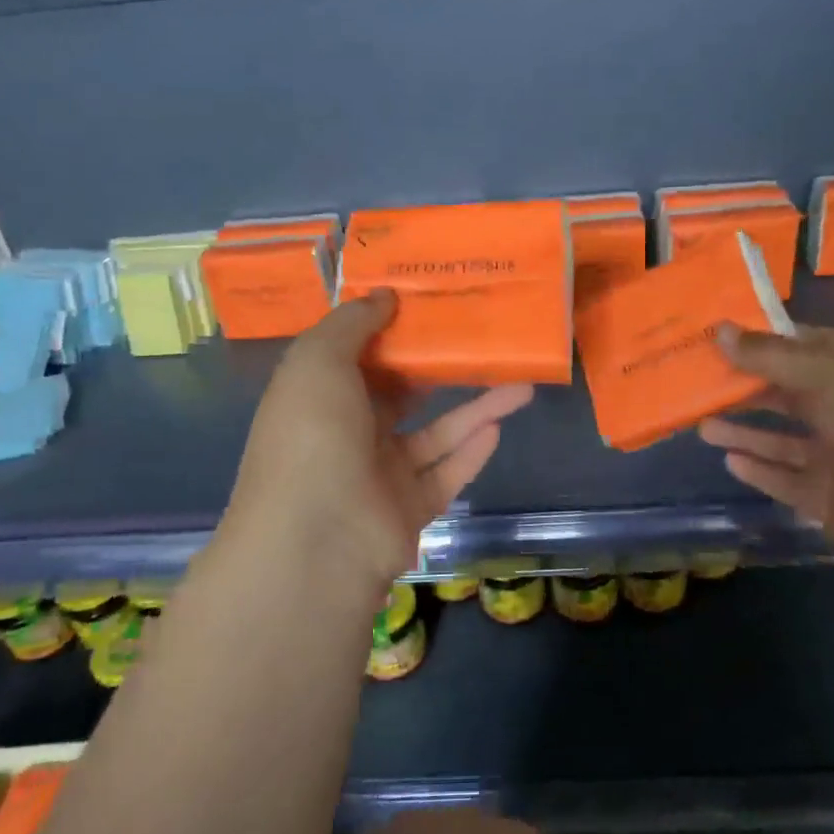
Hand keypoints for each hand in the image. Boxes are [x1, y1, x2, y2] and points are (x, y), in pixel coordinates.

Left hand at [218, 290, 533, 596]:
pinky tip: (500, 425)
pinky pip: (446, 473)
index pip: (356, 357)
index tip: (429, 304)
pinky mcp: (409, 508)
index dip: (389, 330)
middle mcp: (347, 435)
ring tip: (520, 382)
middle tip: (481, 341)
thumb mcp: (319, 360)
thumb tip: (385, 295)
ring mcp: (379, 475)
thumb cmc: (312, 434)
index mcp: (318, 398)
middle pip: (401, 394)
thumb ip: (352, 323)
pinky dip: (472, 451)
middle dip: (438, 369)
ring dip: (476, 409)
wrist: (318, 538)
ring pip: (436, 434)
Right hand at [698, 323, 833, 563]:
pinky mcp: (827, 498)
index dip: (764, 342)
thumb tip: (719, 332)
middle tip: (697, 384)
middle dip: (745, 390)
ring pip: (780, 442)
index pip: (804, 348)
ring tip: (701, 425)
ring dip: (743, 433)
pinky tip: (729, 460)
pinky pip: (785, 481)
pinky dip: (758, 471)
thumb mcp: (827, 372)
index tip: (718, 336)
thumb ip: (770, 356)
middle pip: (786, 396)